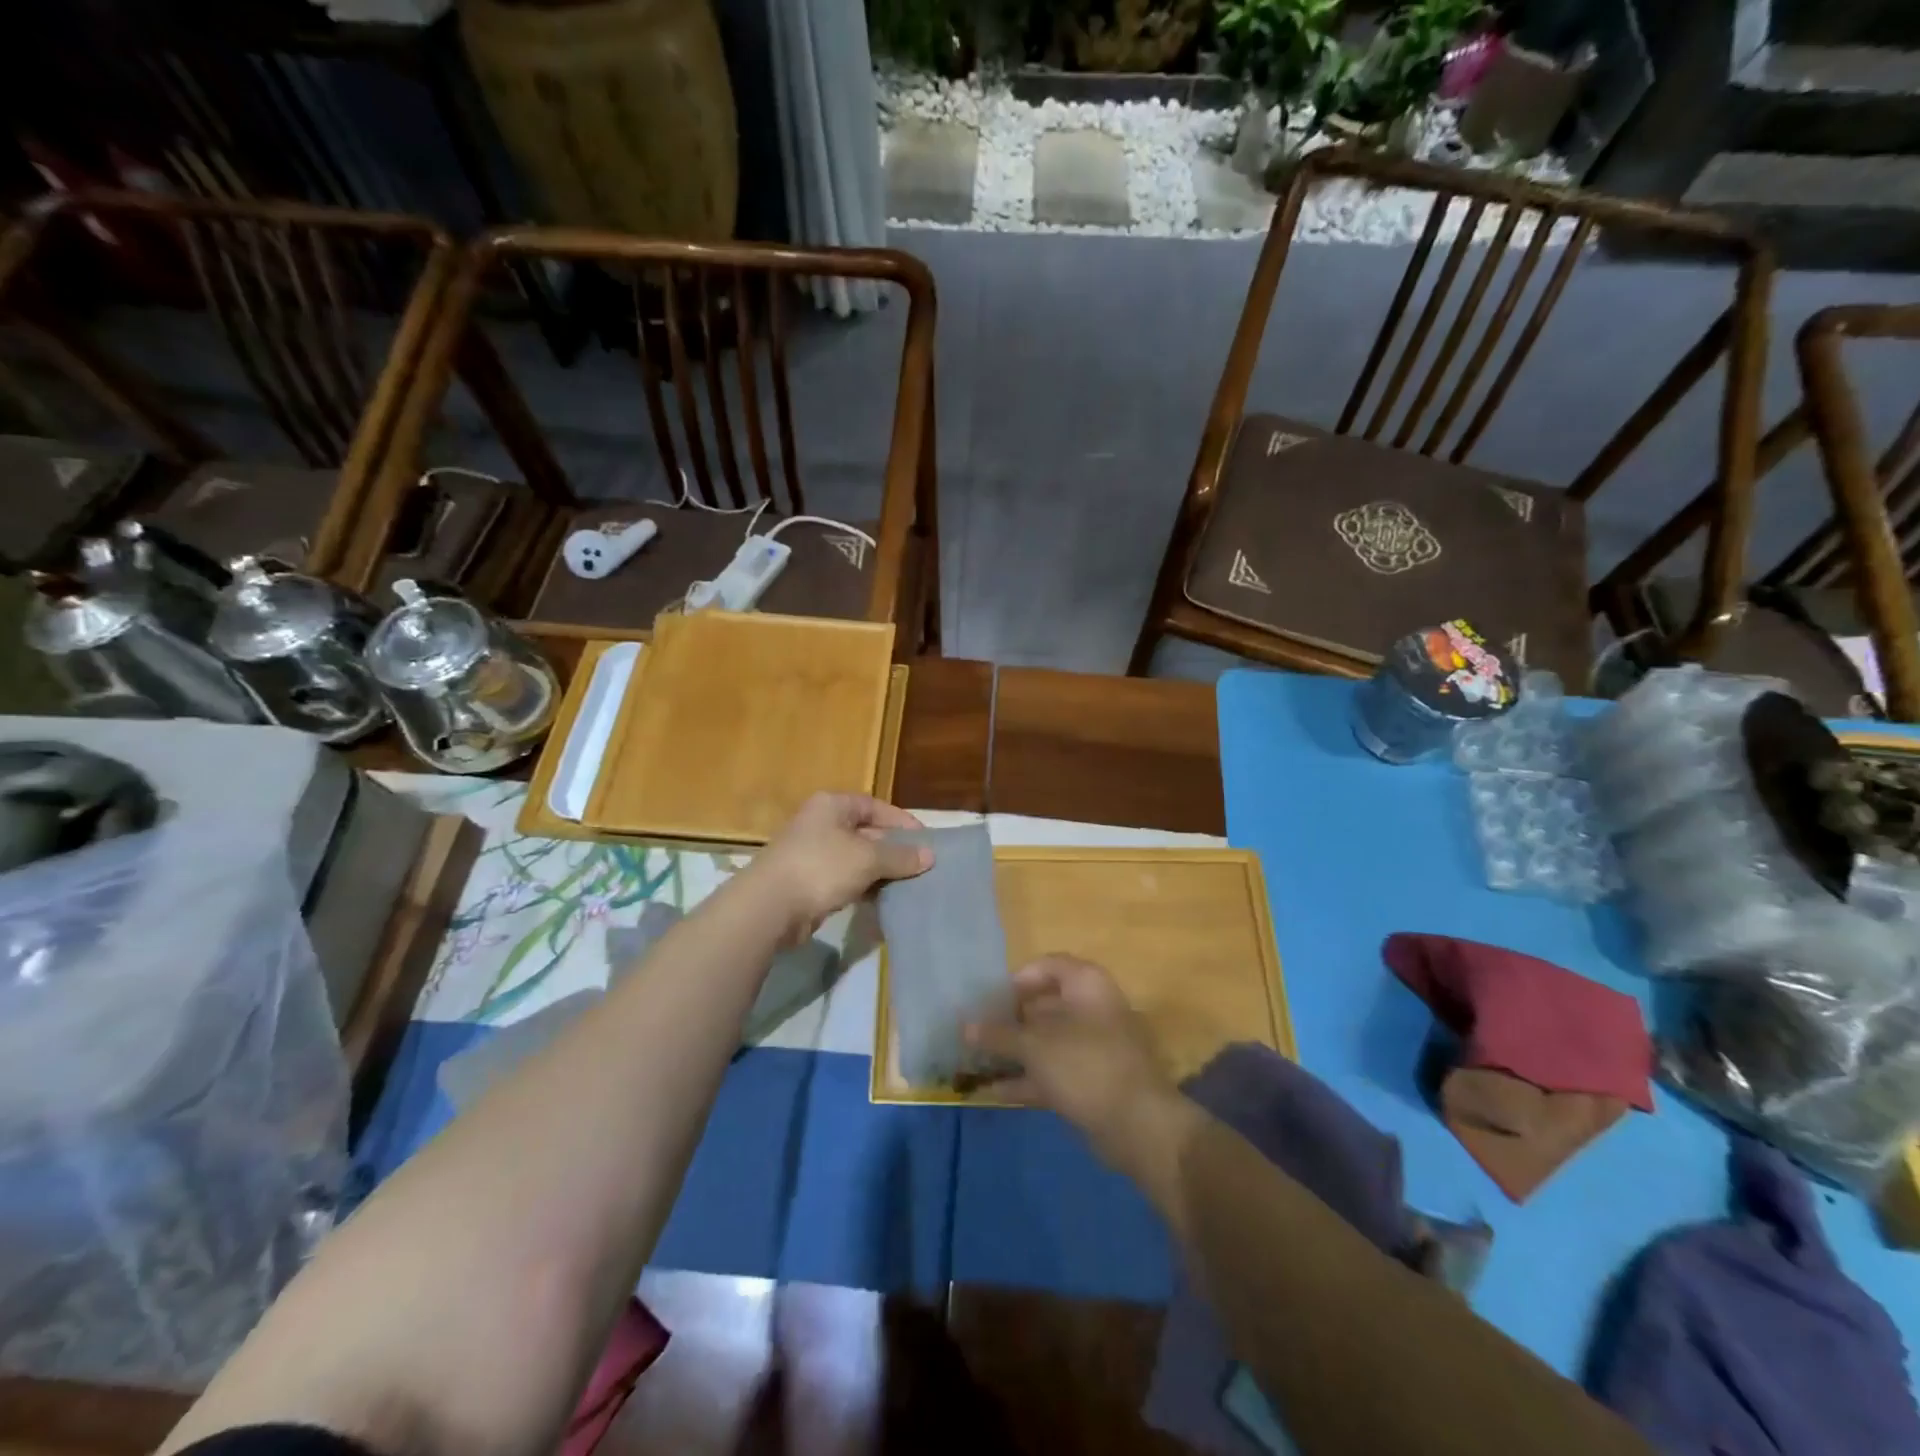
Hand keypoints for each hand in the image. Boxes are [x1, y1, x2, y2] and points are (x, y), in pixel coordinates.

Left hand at [746, 793, 930, 942]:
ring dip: (880, 870)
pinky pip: (844, 878)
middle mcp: (821, 823)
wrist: (770, 907)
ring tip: (908, 884)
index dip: (901, 821)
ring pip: (856, 857)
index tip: (925, 840)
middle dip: (893, 848)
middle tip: (921, 866)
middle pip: (866, 831)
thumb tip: (930, 856)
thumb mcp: (868, 858)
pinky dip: (863, 886)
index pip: (875, 806)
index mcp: (832, 805)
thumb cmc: (821, 868)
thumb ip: (900, 856)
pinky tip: (882, 899)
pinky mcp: (808, 881)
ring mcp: (812, 853)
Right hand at [966, 955, 1179, 1170]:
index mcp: (1086, 985)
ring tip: (976, 1061)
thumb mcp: (1035, 1046)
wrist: (1138, 1126)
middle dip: (1009, 1019)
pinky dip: (1026, 1078)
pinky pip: (1053, 1071)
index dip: (1017, 979)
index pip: (1047, 966)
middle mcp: (1092, 1009)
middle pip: (1044, 1005)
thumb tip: (964, 1026)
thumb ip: (998, 1034)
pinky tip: (992, 1091)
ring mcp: (1094, 1048)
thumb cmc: (1085, 1066)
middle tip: (976, 1031)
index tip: (989, 999)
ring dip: (1014, 1052)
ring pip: (1046, 1042)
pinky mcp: (1091, 1082)